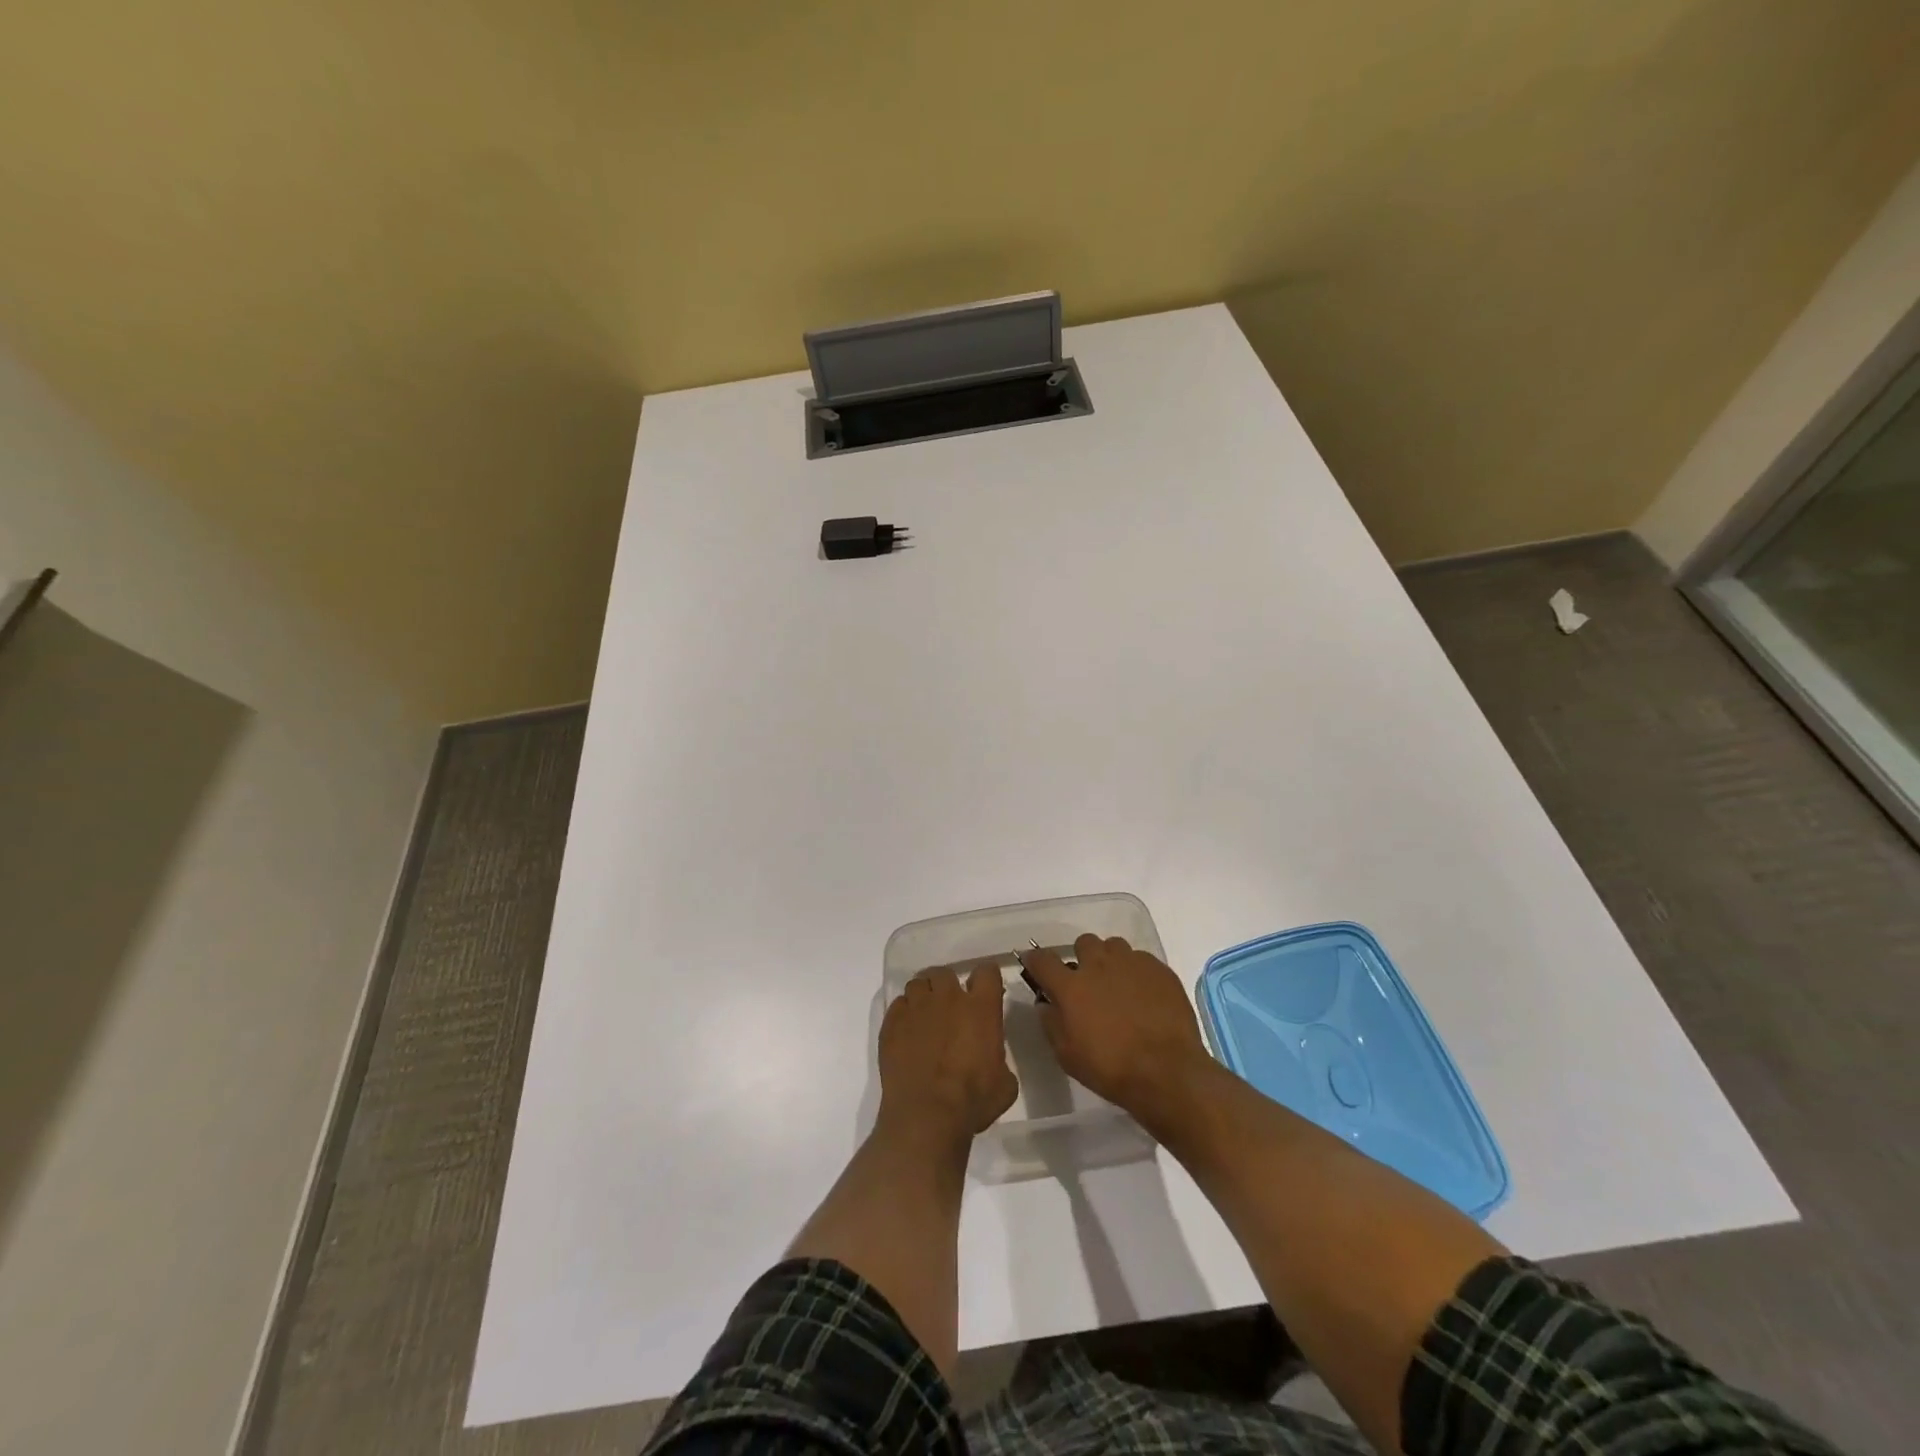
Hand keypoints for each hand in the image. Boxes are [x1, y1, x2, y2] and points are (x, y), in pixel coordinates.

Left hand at [877, 963, 1018, 1144]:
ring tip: (925, 1017)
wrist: (926, 1116)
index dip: (986, 980)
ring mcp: (917, 1007)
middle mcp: (948, 998)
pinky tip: (907, 1033)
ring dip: (924, 996)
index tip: (985, 993)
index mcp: (981, 1008)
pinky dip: (904, 1014)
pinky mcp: (892, 1022)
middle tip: (951, 1008)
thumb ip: (999, 1056)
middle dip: (949, 987)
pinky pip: (898, 1005)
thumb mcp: (1004, 1083)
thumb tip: (990, 1055)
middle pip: (946, 973)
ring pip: (918, 984)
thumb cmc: (972, 1101)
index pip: (987, 972)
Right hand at [1019, 934, 1213, 1118]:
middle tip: (1088, 982)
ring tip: (1118, 985)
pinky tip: (1144, 995)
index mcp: (1071, 986)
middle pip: (1083, 943)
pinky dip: (1137, 972)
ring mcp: (1132, 963)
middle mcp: (1099, 965)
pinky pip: (1141, 960)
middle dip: (1082, 958)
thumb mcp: (1067, 1055)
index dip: (1036, 960)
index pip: (1043, 959)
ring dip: (1110, 961)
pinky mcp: (1159, 969)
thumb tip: (1046, 1003)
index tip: (1035, 966)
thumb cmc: (1110, 1068)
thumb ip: (1051, 1023)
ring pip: (1114, 946)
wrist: (1166, 1071)